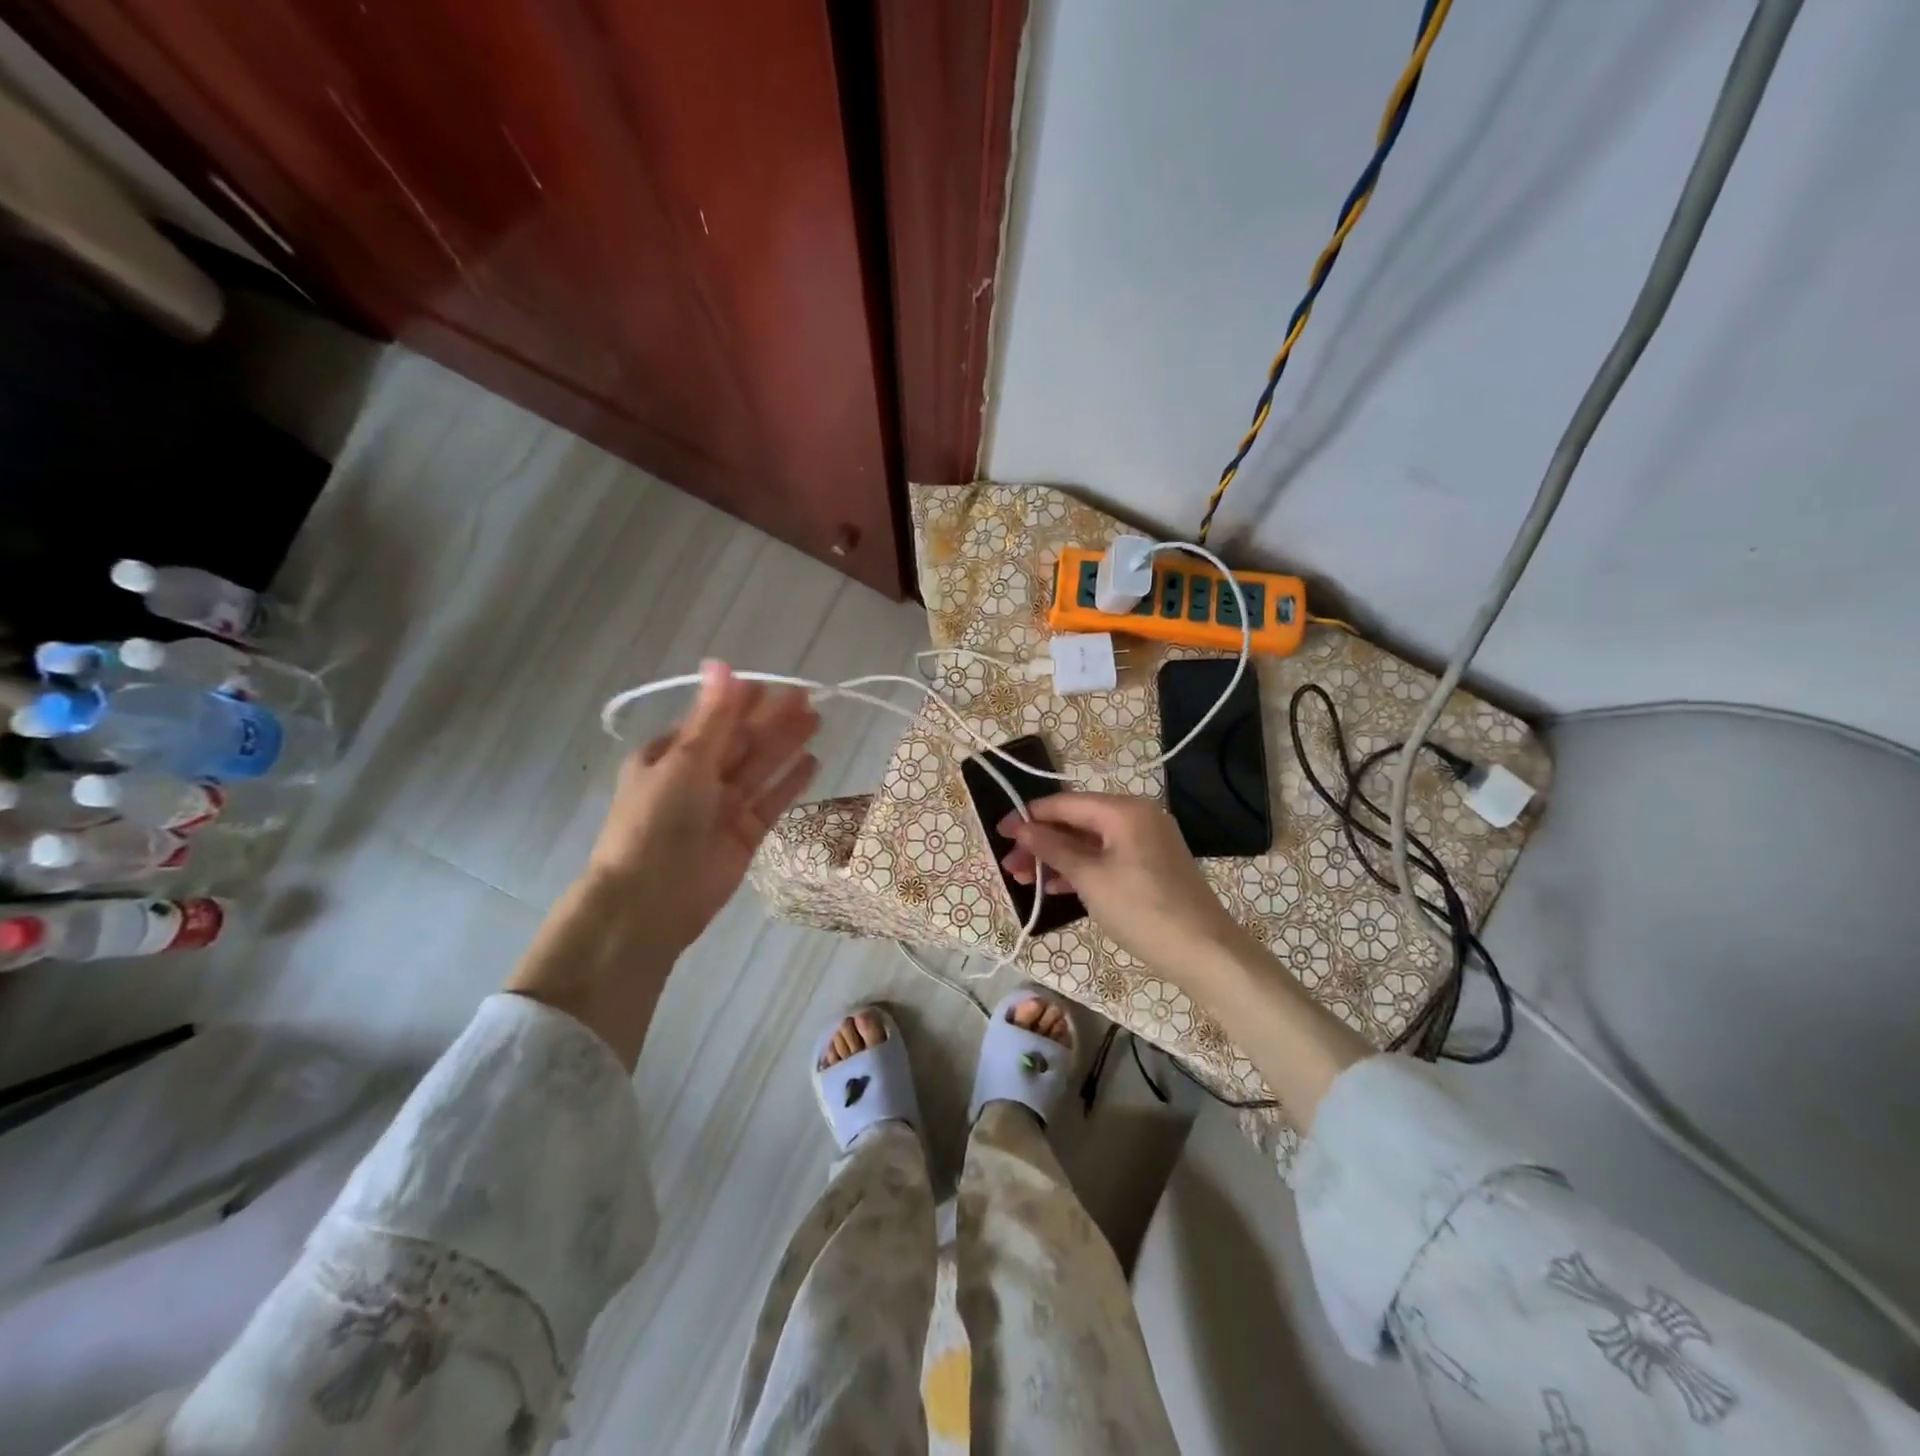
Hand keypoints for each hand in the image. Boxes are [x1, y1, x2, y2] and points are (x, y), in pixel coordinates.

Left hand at [588, 660, 819, 954]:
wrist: (651, 900)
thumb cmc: (657, 819)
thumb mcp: (685, 759)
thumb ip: (714, 716)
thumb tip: (721, 663)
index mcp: (669, 755)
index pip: (713, 719)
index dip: (742, 701)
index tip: (773, 684)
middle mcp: (696, 778)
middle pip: (741, 741)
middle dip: (772, 720)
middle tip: (809, 696)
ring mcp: (722, 807)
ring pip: (760, 768)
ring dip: (786, 744)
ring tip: (817, 720)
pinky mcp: (745, 834)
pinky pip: (772, 801)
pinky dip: (791, 782)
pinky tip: (813, 761)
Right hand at [1003, 791, 1368, 1130]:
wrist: (1205, 952)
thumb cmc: (1142, 909)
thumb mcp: (1090, 878)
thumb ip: (1052, 848)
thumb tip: (1021, 828)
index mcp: (1124, 810)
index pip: (1065, 803)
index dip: (1029, 817)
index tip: (998, 833)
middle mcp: (1137, 817)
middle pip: (1077, 821)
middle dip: (1041, 842)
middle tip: (1010, 867)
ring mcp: (1147, 842)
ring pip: (1090, 842)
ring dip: (1057, 859)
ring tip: (1024, 880)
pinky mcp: (1151, 866)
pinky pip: (1107, 858)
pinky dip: (1081, 869)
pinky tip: (1055, 887)